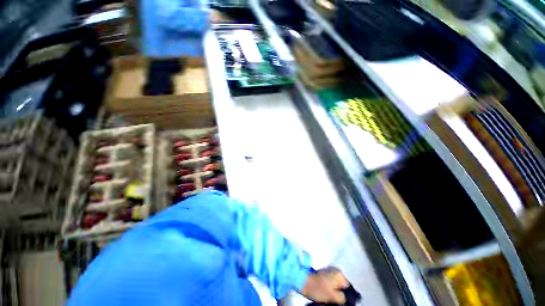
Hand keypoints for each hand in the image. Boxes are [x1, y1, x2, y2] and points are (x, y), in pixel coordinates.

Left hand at [300, 267, 348, 303]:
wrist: (303, 280)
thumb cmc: (318, 288)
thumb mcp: (333, 296)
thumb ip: (342, 298)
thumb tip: (345, 298)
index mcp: (340, 274)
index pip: (348, 287)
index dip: (346, 295)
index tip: (341, 300)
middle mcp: (335, 270)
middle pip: (342, 285)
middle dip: (340, 292)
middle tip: (335, 299)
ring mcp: (328, 270)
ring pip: (336, 284)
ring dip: (335, 291)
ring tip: (330, 297)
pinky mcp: (322, 273)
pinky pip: (330, 282)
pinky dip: (330, 288)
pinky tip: (326, 293)